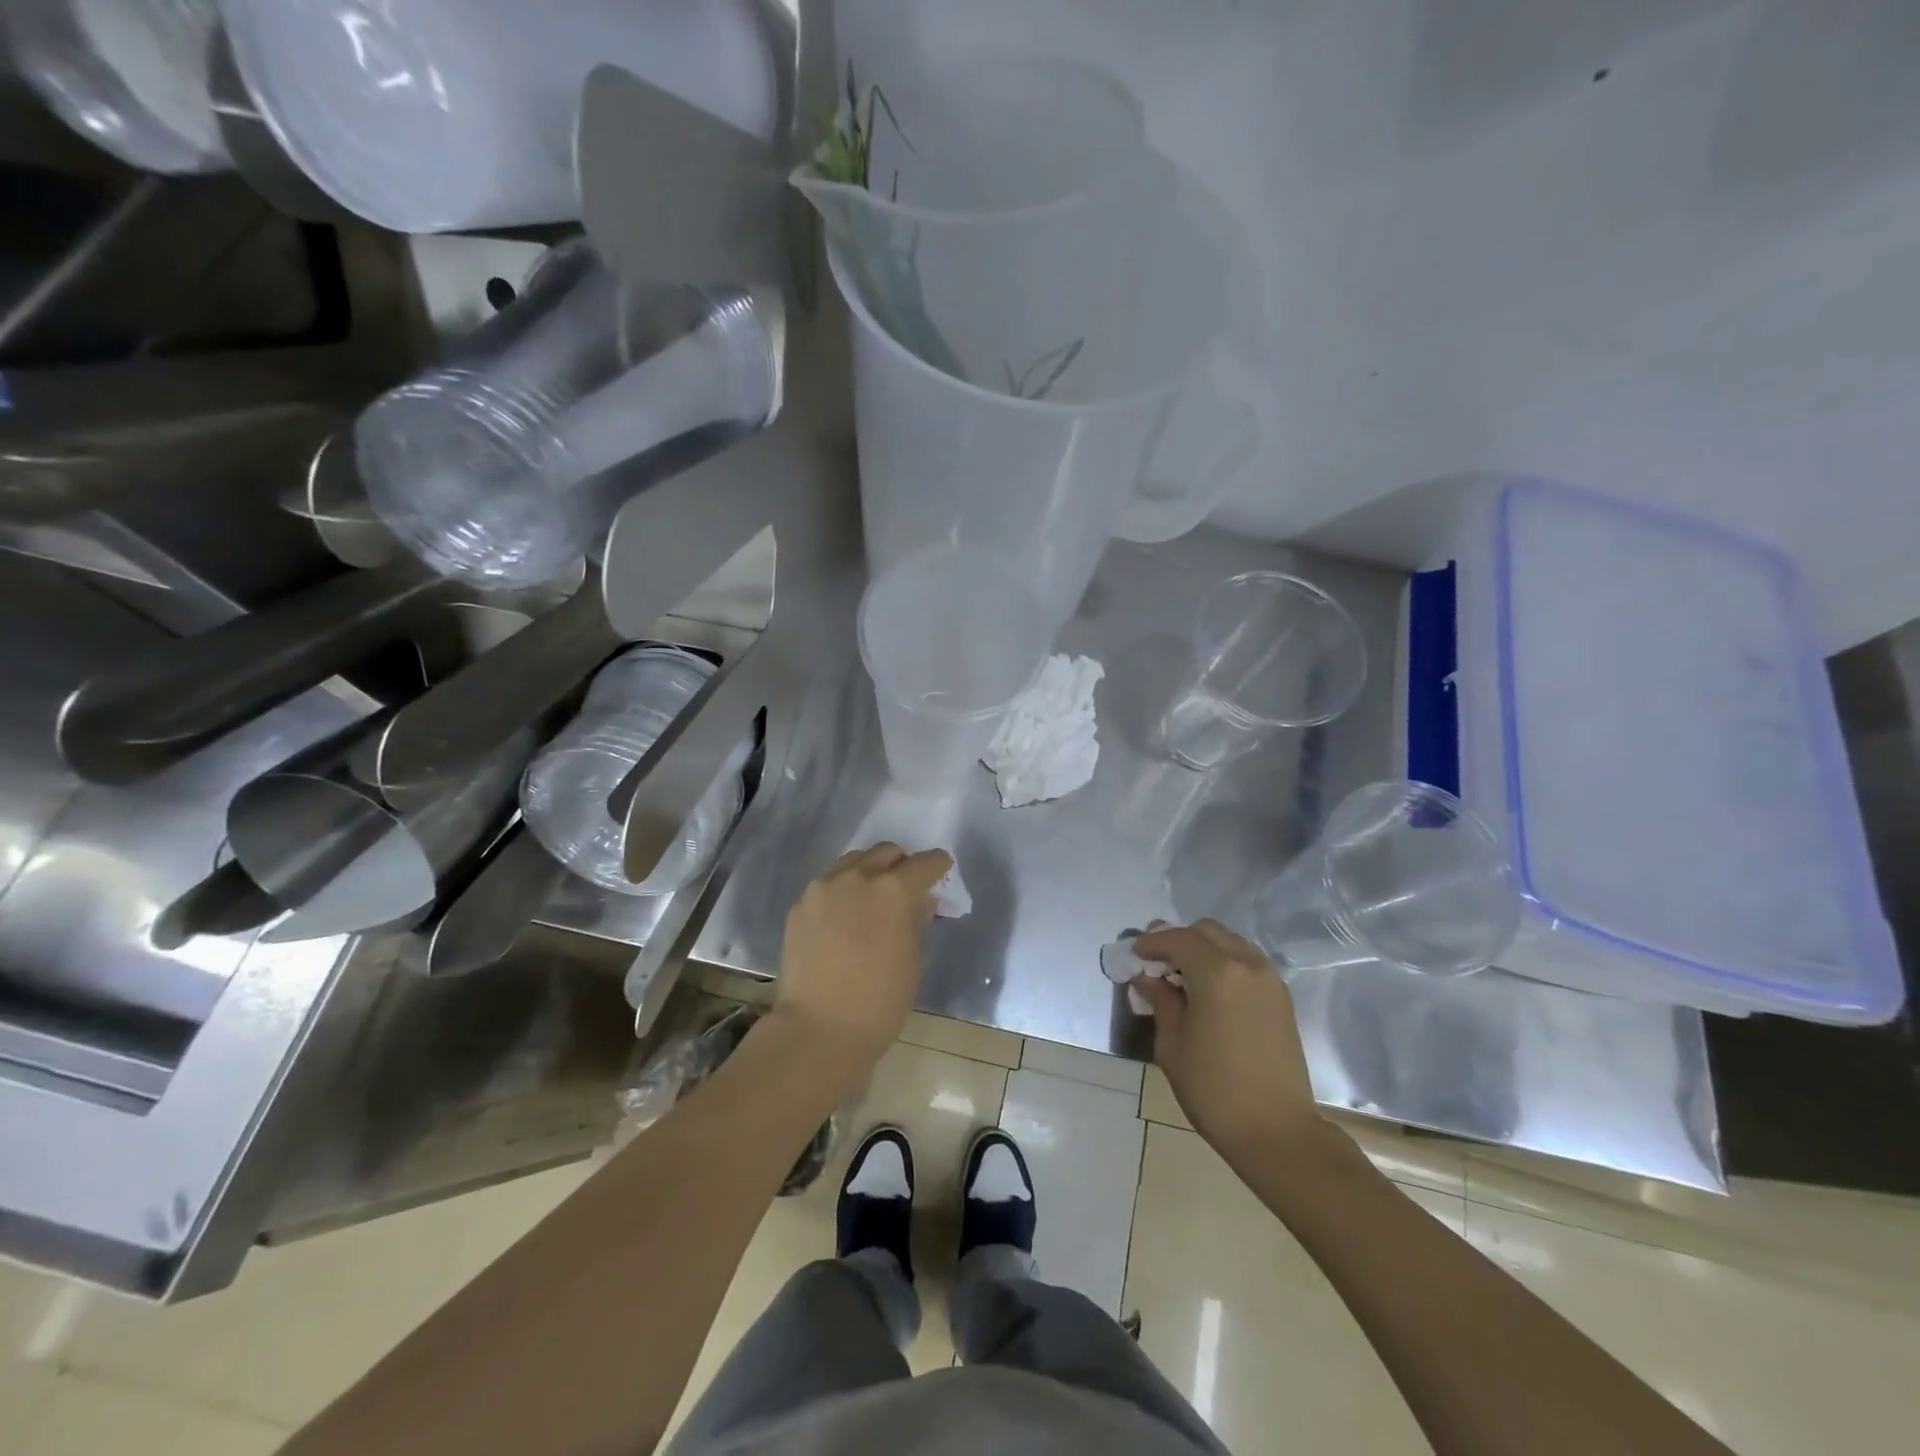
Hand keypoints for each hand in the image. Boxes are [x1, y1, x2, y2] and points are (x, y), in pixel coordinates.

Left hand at [773, 843, 951, 1066]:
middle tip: (907, 886)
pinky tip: (845, 916)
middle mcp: (857, 877)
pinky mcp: (800, 905)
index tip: (941, 873)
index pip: (925, 863)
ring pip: (854, 861)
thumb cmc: (879, 1002)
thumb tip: (921, 901)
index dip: (937, 866)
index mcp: (893, 890)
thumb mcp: (913, 961)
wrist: (817, 1030)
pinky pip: (828, 883)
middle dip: (902, 864)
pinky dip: (843, 889)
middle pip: (886, 852)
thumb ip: (918, 921)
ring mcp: (823, 888)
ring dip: (870, 871)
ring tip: (873, 897)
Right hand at [1129, 920, 1323, 1160]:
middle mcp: (1247, 964)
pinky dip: (1223, 963)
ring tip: (1181, 975)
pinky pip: (1246, 962)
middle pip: (1207, 932)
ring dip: (1203, 949)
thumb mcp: (1173, 1044)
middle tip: (1156, 961)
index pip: (1178, 939)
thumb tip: (1148, 980)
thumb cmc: (1214, 1089)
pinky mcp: (1281, 998)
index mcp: (1217, 972)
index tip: (1134, 953)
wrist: (1277, 1132)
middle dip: (1179, 939)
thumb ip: (1161, 1001)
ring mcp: (1269, 980)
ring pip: (1230, 943)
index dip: (1152, 942)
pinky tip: (1208, 989)